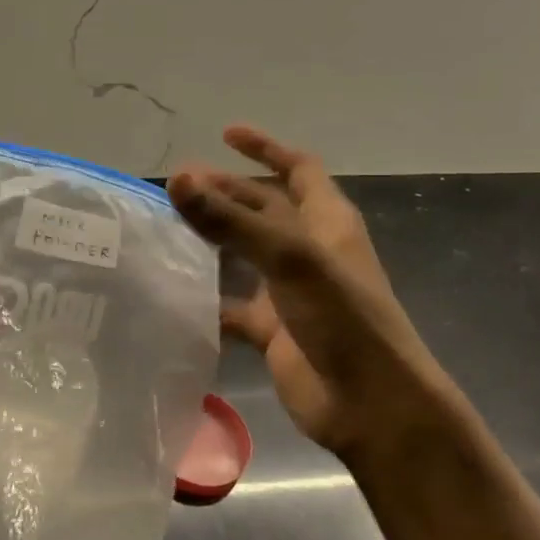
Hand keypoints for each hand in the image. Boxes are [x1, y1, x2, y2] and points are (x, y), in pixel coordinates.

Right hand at [167, 126, 460, 470]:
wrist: (370, 404)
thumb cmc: (343, 318)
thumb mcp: (289, 259)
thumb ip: (231, 220)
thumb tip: (177, 179)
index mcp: (327, 222)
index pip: (299, 169)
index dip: (266, 148)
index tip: (225, 135)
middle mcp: (309, 251)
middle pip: (263, 208)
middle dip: (225, 192)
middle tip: (177, 186)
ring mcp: (291, 292)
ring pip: (245, 254)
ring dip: (213, 239)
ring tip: (168, 228)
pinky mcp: (273, 330)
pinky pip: (233, 305)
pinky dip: (208, 298)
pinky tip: (175, 293)